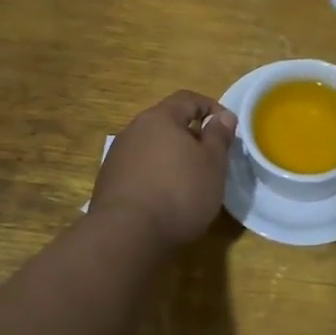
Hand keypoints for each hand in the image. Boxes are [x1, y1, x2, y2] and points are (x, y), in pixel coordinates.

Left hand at [90, 91, 238, 249]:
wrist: (126, 235)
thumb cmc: (179, 192)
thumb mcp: (213, 163)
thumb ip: (219, 136)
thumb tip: (223, 116)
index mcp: (160, 118)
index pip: (188, 99)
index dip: (211, 108)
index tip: (227, 128)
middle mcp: (134, 130)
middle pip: (167, 122)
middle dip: (191, 135)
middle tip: (211, 156)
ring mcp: (117, 156)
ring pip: (152, 147)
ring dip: (171, 157)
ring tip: (189, 180)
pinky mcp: (108, 182)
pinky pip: (139, 169)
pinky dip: (155, 175)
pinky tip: (165, 198)